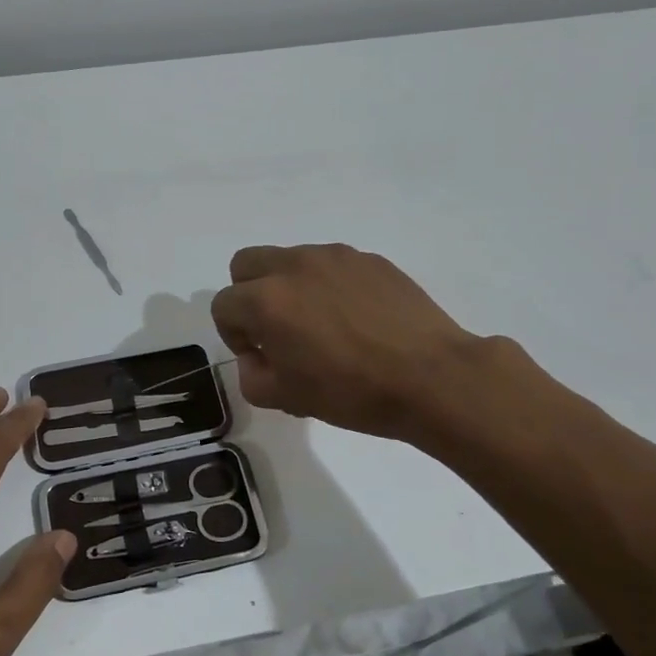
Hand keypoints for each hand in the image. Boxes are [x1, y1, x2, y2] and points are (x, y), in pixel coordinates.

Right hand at [210, 243, 498, 443]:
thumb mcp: (286, 398)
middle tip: (277, 330)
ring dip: (289, 287)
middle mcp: (294, 266)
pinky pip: (331, 265)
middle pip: (246, 264)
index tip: (261, 358)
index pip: (223, 306)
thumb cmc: (352, 392)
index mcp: (266, 300)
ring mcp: (335, 257)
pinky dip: (329, 285)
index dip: (234, 335)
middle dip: (249, 295)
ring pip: (290, 260)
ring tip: (322, 325)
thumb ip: (252, 376)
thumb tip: (258, 357)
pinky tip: (356, 319)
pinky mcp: (370, 259)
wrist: (432, 378)